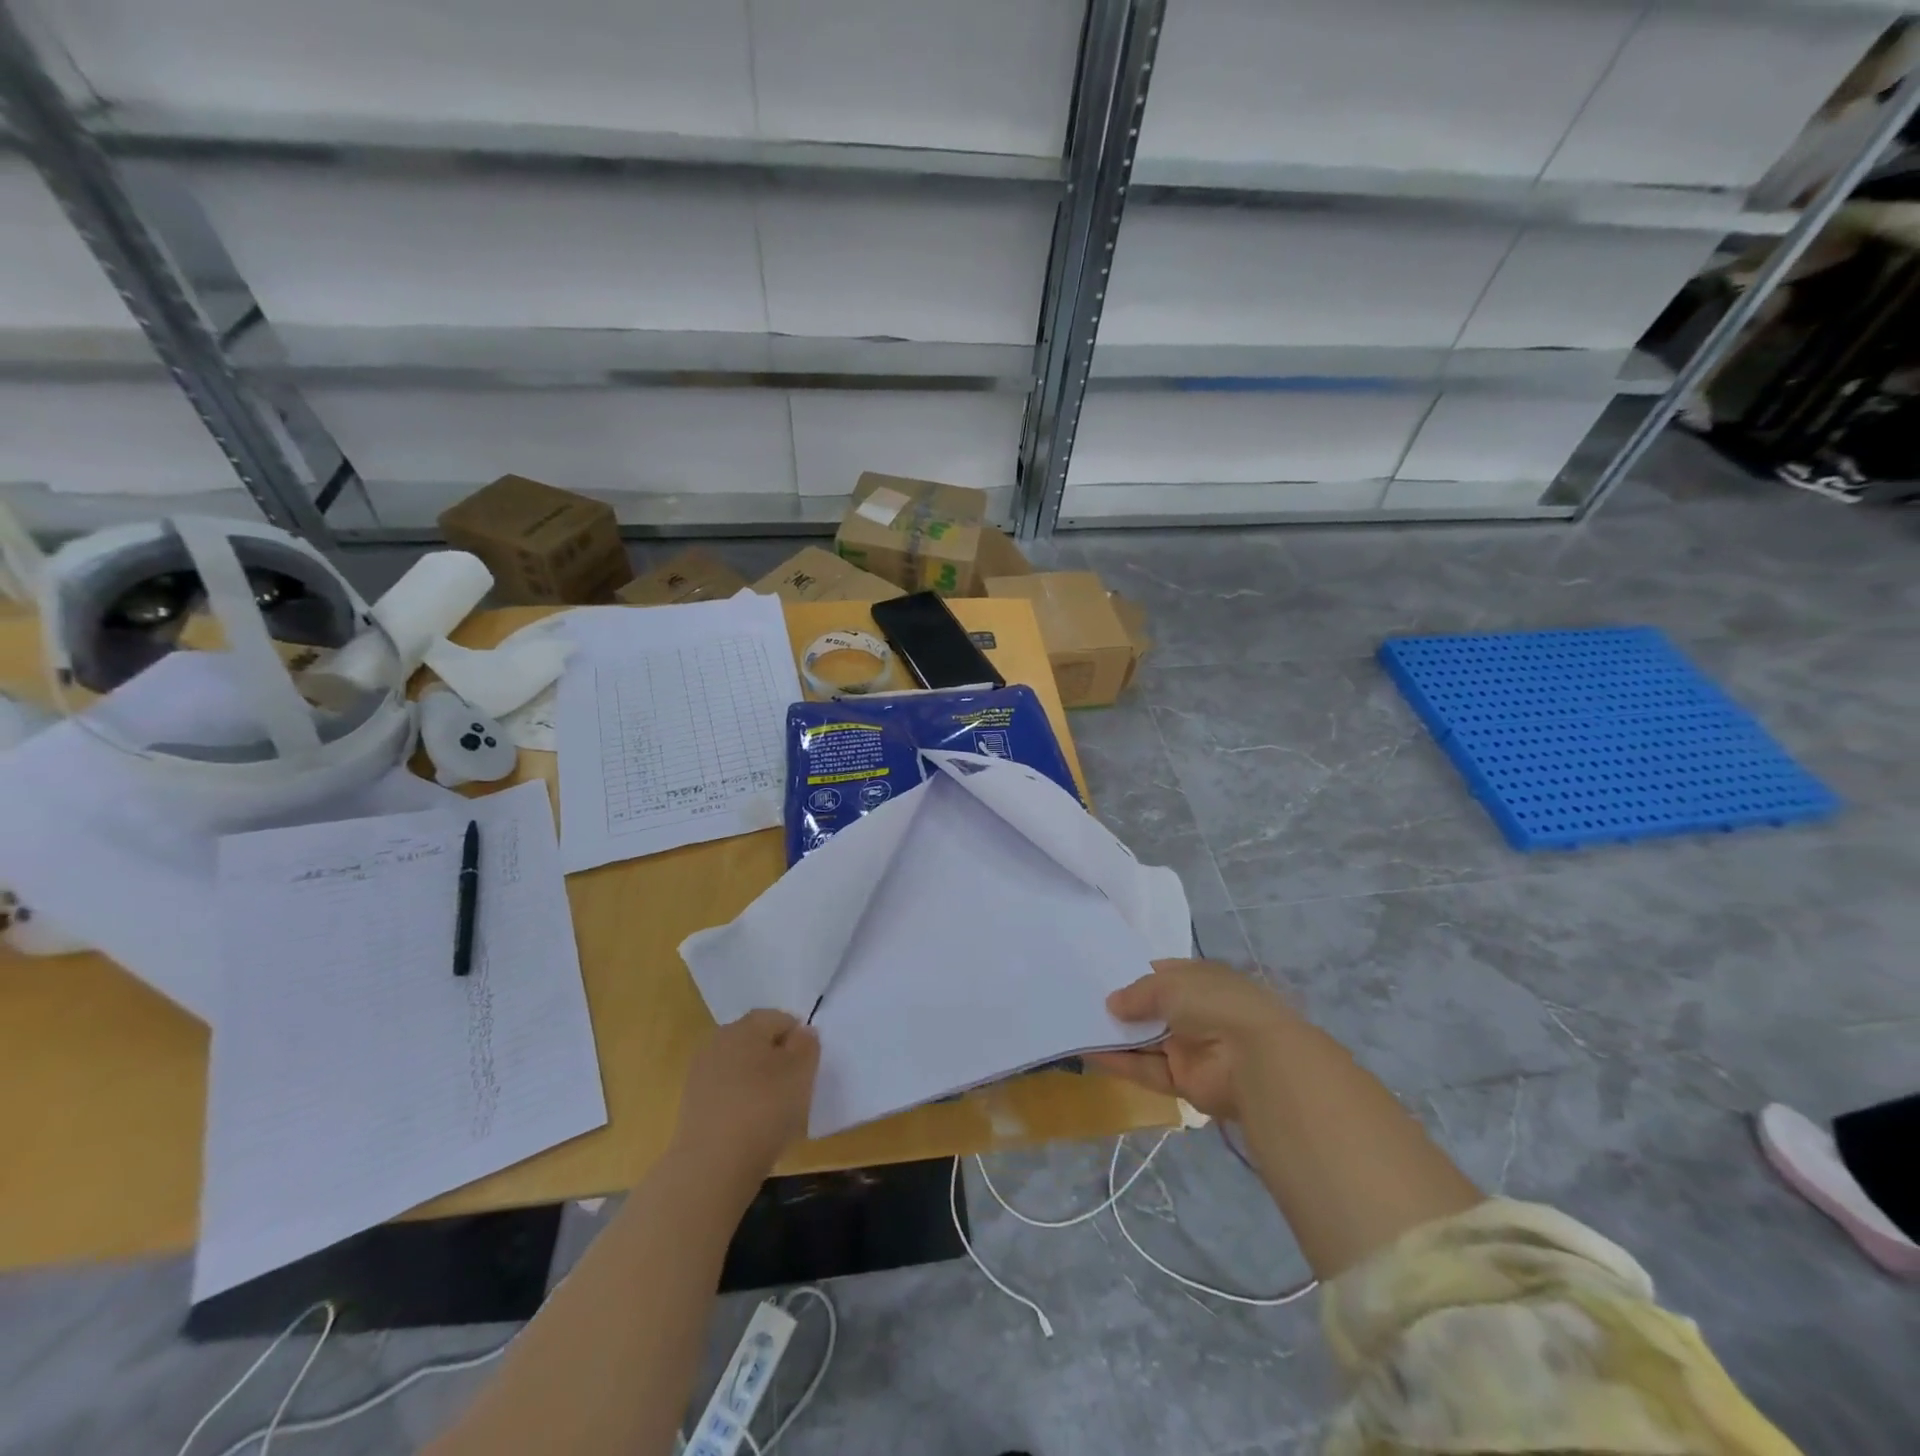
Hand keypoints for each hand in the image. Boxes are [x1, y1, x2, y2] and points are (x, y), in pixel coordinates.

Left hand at [672, 1009, 819, 1186]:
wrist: (711, 1166)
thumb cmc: (764, 1109)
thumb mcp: (801, 1072)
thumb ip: (807, 1045)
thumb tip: (801, 1033)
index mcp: (745, 1026)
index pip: (779, 1018)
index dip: (798, 1039)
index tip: (808, 1068)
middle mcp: (718, 1040)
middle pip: (756, 1041)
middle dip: (776, 1058)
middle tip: (794, 1088)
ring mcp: (700, 1073)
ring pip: (740, 1067)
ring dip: (758, 1081)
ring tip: (774, 1112)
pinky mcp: (691, 1105)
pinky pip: (726, 1092)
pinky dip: (740, 1102)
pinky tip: (751, 1127)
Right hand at [1087, 958, 1295, 1119]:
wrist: (1256, 1060)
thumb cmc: (1215, 1004)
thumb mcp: (1171, 984)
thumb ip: (1138, 993)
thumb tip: (1112, 1004)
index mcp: (1200, 979)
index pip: (1162, 974)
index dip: (1132, 975)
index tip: (1099, 976)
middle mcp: (1195, 1011)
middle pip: (1151, 1009)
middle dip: (1121, 1007)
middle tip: (1080, 1002)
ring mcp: (1190, 1047)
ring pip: (1146, 1040)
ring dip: (1117, 1035)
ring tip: (1077, 1025)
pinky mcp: (1184, 1080)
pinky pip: (1147, 1068)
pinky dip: (1120, 1062)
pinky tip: (1089, 1052)